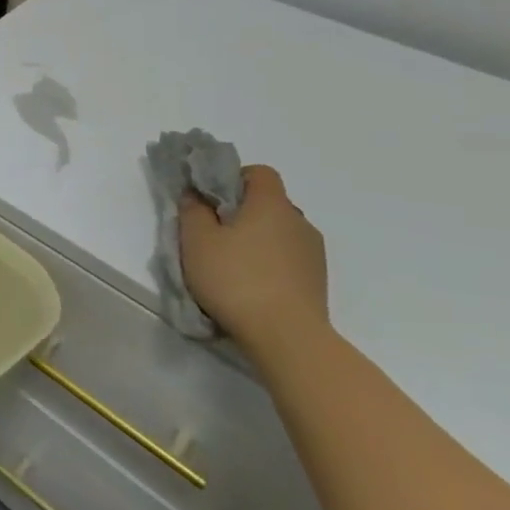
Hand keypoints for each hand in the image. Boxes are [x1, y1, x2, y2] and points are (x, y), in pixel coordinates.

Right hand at [179, 165, 329, 360]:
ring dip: (257, 239)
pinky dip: (270, 263)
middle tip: (214, 233)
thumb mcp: (197, 241)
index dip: (234, 178)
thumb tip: (195, 194)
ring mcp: (313, 253)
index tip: (212, 200)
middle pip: (269, 203)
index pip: (260, 172)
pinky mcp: (317, 281)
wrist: (287, 337)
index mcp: (271, 204)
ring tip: (232, 265)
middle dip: (242, 212)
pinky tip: (251, 286)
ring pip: (279, 232)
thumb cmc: (236, 279)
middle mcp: (298, 221)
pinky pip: (288, 258)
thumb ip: (193, 210)